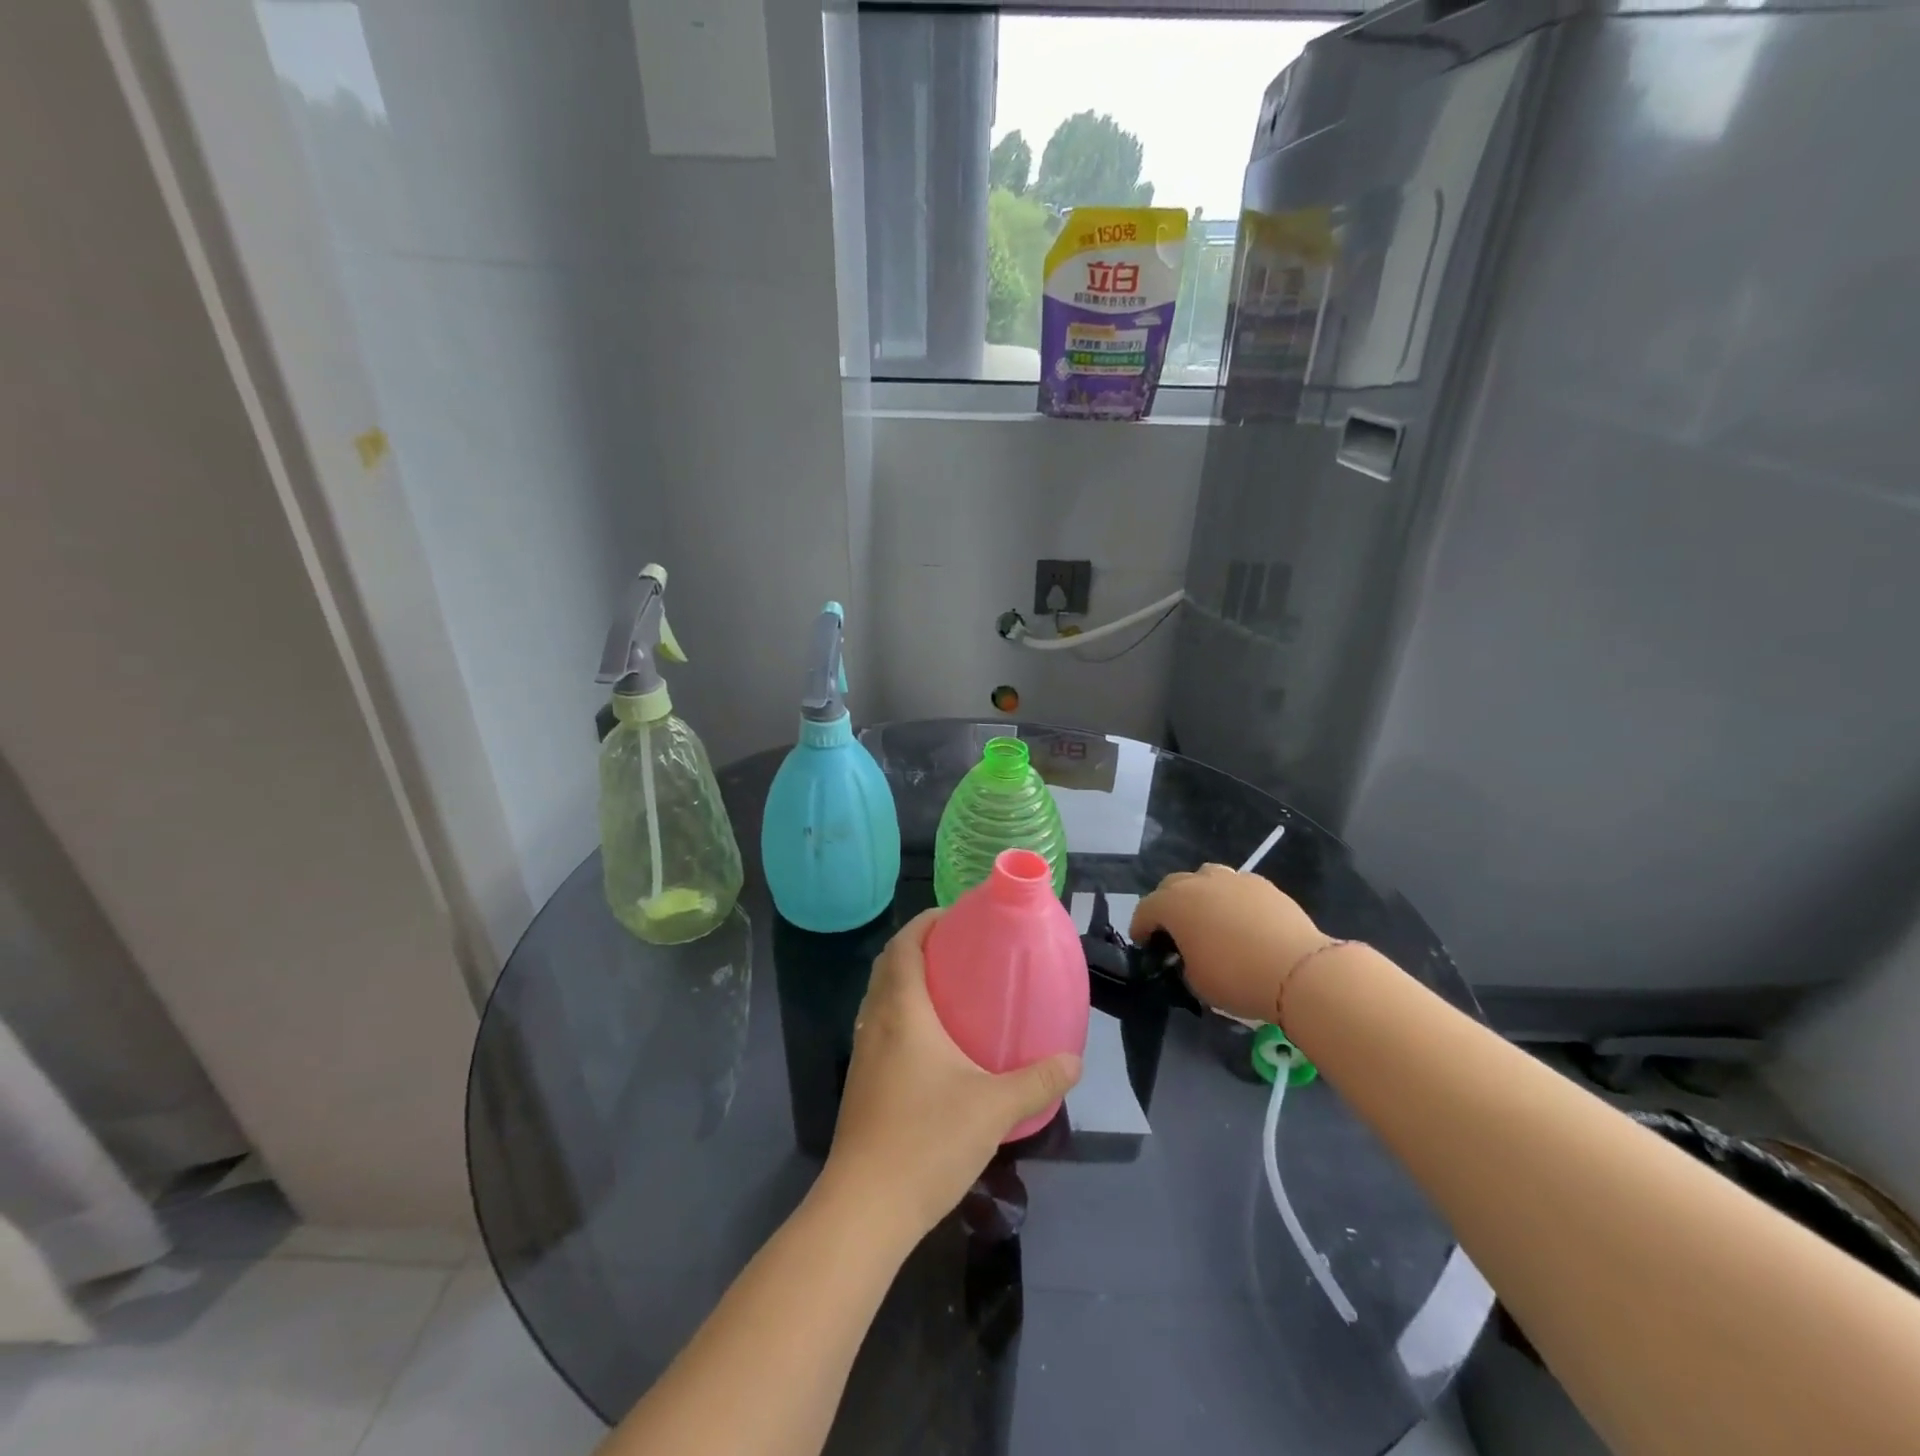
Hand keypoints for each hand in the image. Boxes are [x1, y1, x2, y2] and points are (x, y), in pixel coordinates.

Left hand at [822, 909, 1082, 1244]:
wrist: (865, 1208)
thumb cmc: (927, 1140)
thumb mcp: (994, 1108)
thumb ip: (1037, 1081)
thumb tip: (1073, 1061)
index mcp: (902, 1011)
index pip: (904, 946)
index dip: (925, 923)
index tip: (955, 916)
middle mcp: (875, 1022)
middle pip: (889, 966)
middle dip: (919, 948)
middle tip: (960, 949)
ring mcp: (864, 1054)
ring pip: (881, 998)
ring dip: (907, 982)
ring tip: (950, 990)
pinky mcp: (861, 1083)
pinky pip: (880, 1027)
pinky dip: (902, 1015)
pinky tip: (933, 1045)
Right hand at [1130, 864, 1332, 1024]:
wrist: (1298, 970)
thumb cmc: (1237, 978)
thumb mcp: (1195, 981)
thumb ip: (1183, 962)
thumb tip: (1188, 956)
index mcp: (1173, 905)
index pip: (1145, 910)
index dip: (1140, 928)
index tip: (1145, 946)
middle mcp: (1198, 882)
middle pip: (1171, 886)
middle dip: (1167, 906)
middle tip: (1175, 932)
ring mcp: (1232, 878)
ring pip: (1204, 877)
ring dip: (1199, 894)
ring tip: (1209, 919)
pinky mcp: (1262, 883)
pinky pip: (1235, 885)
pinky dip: (1230, 898)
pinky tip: (1241, 920)